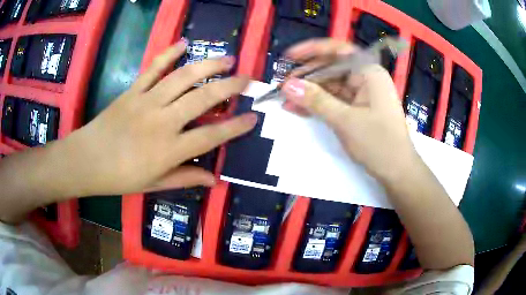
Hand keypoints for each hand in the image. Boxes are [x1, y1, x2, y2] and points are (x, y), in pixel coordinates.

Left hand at [61, 40, 256, 195]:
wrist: (87, 160)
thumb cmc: (120, 177)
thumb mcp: (154, 184)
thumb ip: (185, 178)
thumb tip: (214, 179)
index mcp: (169, 150)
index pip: (211, 136)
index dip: (235, 127)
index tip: (253, 117)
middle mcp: (162, 121)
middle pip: (202, 98)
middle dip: (230, 87)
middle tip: (247, 78)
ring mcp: (147, 101)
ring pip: (183, 77)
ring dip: (208, 65)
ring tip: (227, 58)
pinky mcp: (133, 90)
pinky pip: (154, 68)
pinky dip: (169, 53)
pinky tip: (184, 43)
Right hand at [281, 39, 416, 181]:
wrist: (397, 171)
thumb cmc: (379, 143)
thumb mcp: (346, 121)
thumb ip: (316, 101)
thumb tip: (287, 85)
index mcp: (369, 72)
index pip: (338, 51)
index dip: (312, 50)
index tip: (290, 56)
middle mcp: (365, 78)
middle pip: (332, 68)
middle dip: (307, 76)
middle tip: (283, 86)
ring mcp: (361, 94)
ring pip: (331, 85)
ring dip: (309, 92)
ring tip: (286, 100)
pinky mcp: (357, 108)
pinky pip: (334, 100)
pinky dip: (318, 104)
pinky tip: (298, 108)